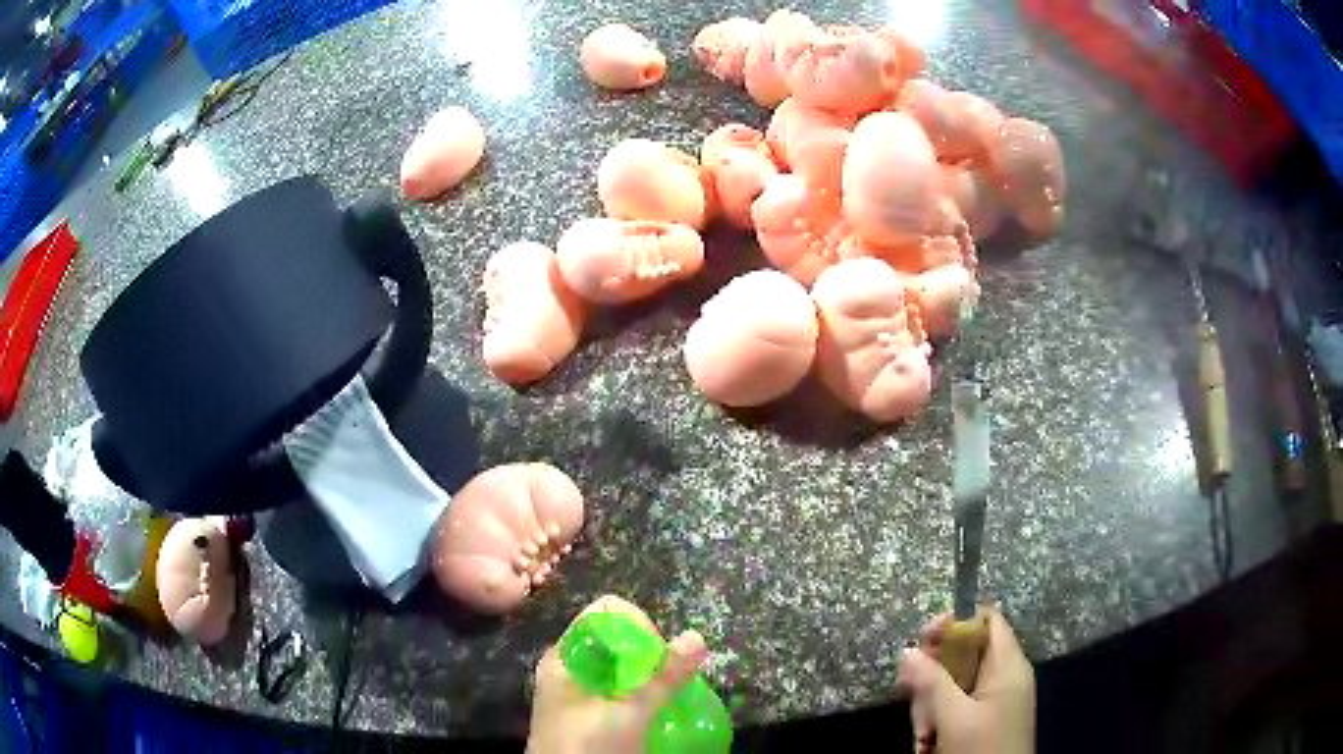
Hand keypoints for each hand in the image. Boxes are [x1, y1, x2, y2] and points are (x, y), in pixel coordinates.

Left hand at [527, 595, 708, 753]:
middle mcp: (568, 667)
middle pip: (615, 641)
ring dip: (647, 678)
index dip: (638, 625)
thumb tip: (696, 636)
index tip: (661, 653)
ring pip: (618, 669)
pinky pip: (616, 691)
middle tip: (669, 679)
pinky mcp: (585, 714)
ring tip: (668, 695)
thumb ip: (663, 678)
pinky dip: (638, 695)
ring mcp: (575, 691)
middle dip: (648, 655)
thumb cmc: (589, 746)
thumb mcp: (630, 714)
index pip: (605, 614)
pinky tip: (653, 713)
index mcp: (566, 655)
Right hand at [897, 609, 1035, 753]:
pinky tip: (927, 743)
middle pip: (964, 653)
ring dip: (931, 706)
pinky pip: (956, 706)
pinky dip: (938, 720)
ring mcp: (994, 700)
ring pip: (954, 684)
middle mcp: (1003, 676)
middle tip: (909, 689)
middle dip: (934, 674)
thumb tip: (908, 651)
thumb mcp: (954, 716)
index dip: (957, 619)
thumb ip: (932, 682)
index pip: (987, 620)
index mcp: (1007, 665)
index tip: (923, 636)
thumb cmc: (982, 747)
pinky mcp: (985, 720)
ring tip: (922, 736)